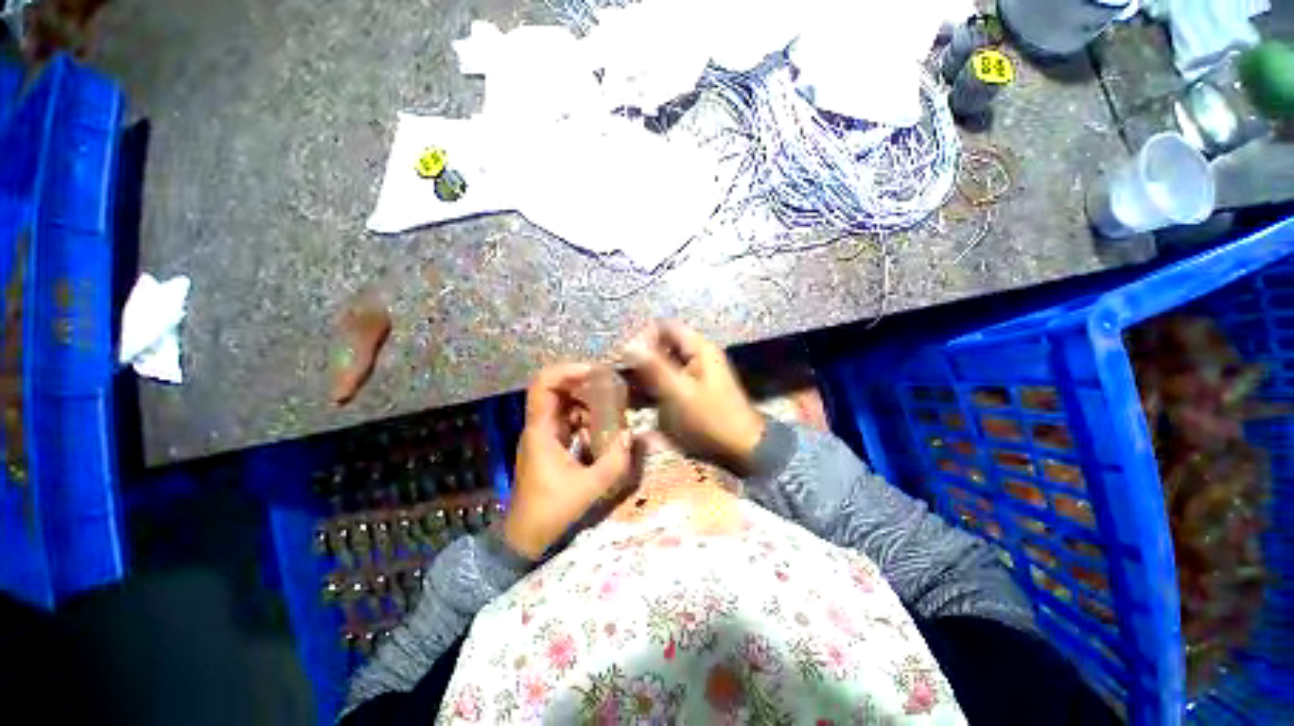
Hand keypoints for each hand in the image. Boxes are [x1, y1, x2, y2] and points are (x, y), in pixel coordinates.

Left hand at [505, 363, 634, 558]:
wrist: (525, 536)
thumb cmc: (551, 510)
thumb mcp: (588, 488)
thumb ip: (613, 462)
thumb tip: (631, 434)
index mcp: (541, 431)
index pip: (543, 386)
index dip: (566, 371)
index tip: (593, 371)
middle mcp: (539, 427)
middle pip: (555, 390)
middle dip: (581, 383)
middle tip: (608, 384)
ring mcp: (544, 436)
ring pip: (562, 404)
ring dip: (585, 401)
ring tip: (609, 405)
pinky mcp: (550, 446)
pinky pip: (567, 420)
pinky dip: (584, 417)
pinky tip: (601, 427)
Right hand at [622, 321, 764, 472]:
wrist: (743, 448)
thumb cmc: (711, 419)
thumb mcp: (679, 393)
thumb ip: (654, 367)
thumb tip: (628, 345)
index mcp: (699, 348)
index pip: (664, 327)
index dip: (643, 337)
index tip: (626, 358)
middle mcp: (698, 355)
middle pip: (663, 345)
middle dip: (642, 358)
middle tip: (623, 377)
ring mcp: (697, 372)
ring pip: (664, 363)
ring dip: (646, 375)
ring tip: (628, 391)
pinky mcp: (695, 389)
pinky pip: (670, 380)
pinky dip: (655, 387)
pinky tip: (641, 402)